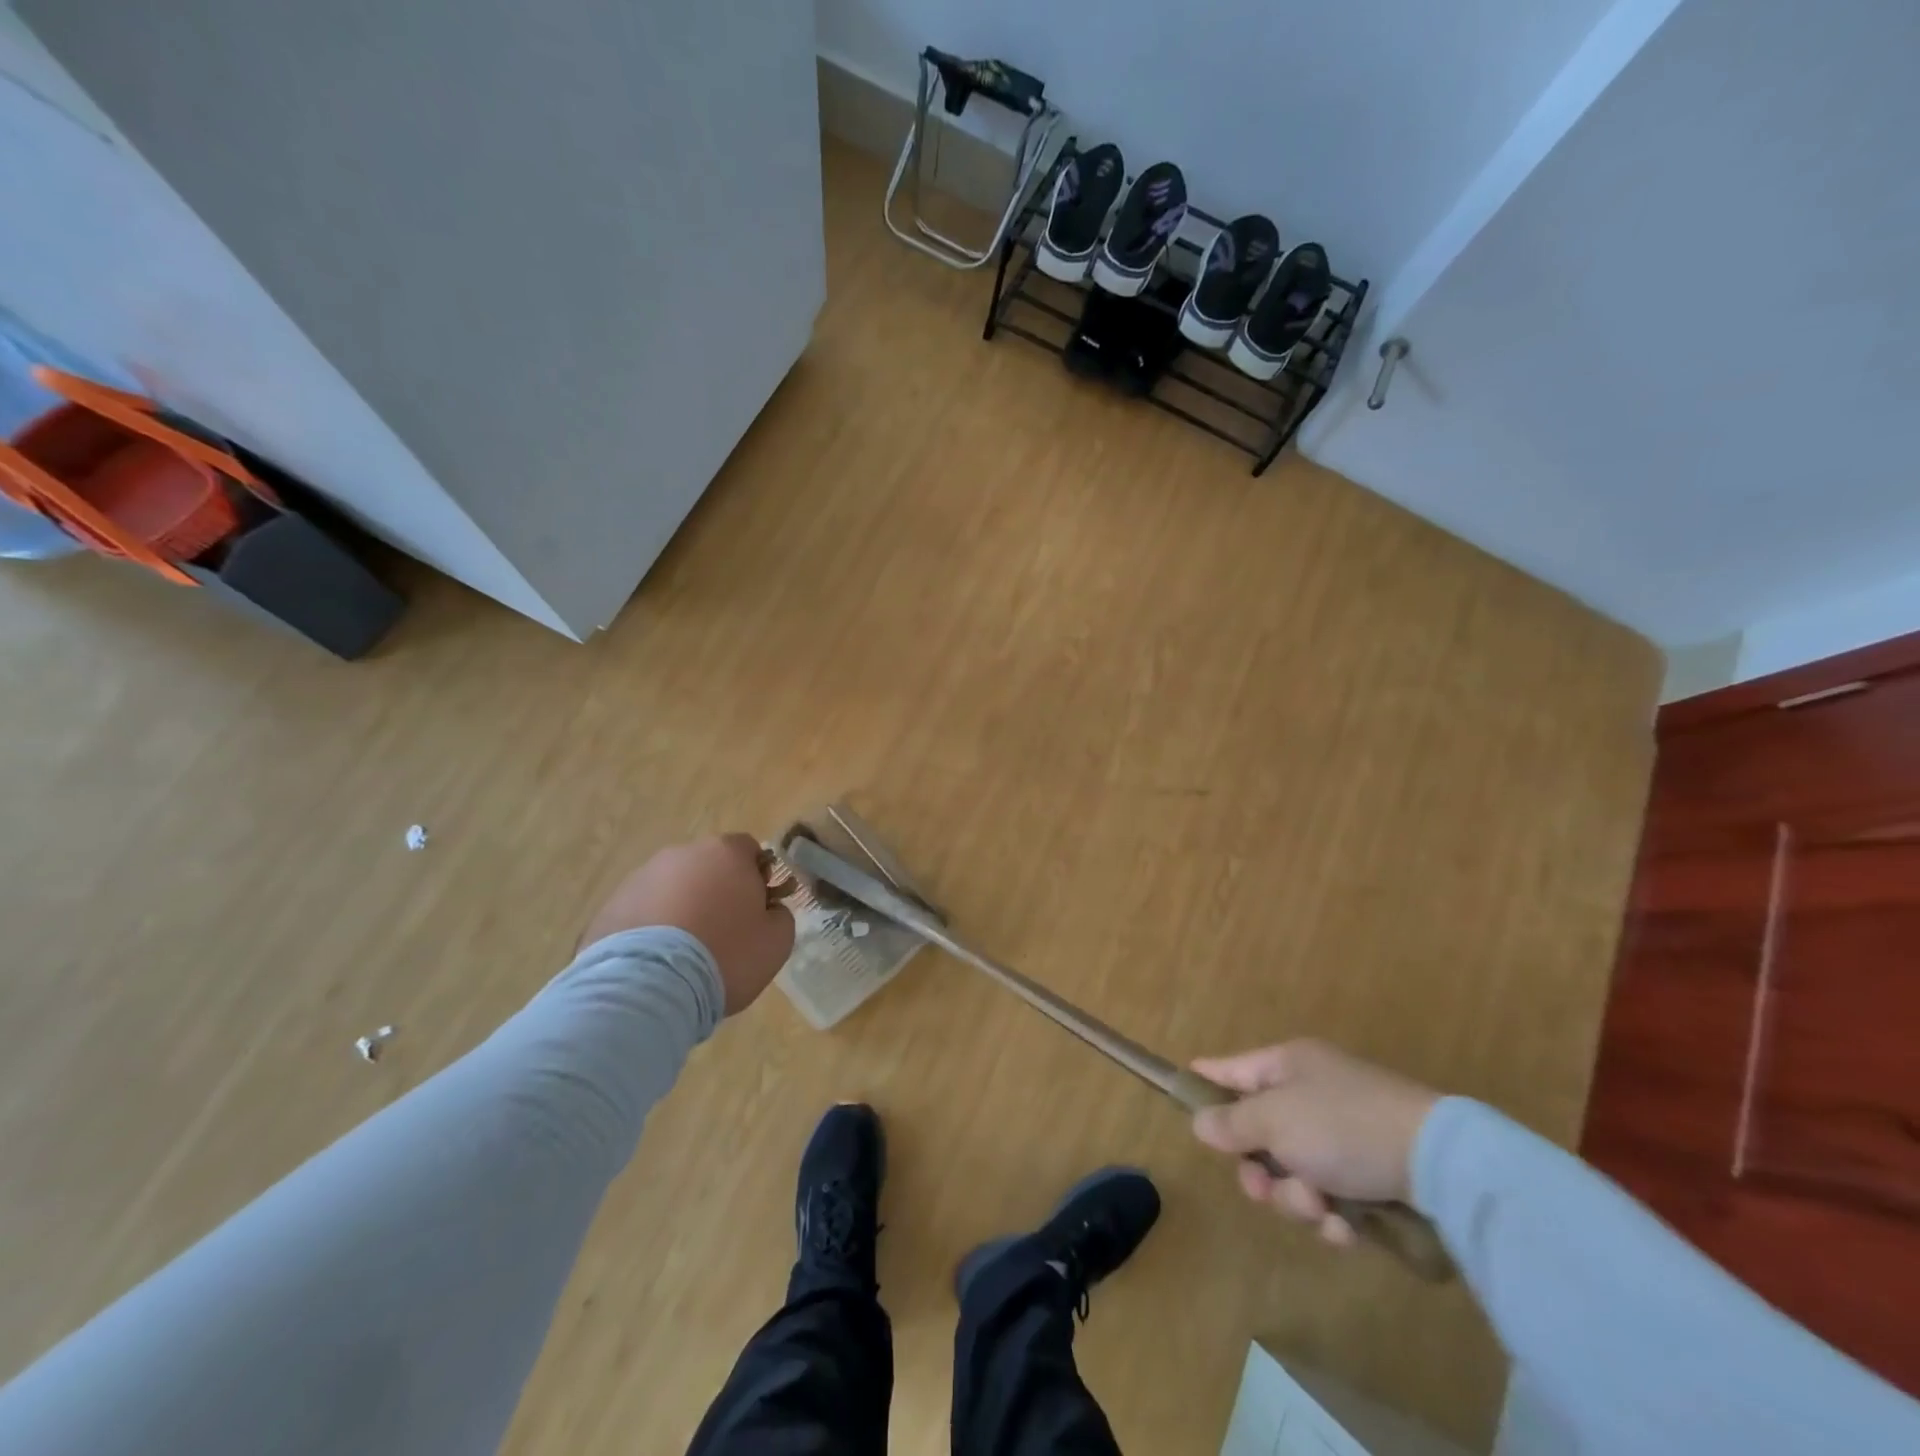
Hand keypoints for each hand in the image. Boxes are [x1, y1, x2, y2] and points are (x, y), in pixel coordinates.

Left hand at [578, 834, 793, 1014]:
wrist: (649, 987)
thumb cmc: (726, 955)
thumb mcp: (777, 941)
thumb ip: (780, 915)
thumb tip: (768, 910)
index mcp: (725, 853)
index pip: (749, 850)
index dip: (758, 877)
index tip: (758, 909)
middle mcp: (681, 854)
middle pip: (708, 867)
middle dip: (717, 892)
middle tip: (724, 934)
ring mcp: (640, 878)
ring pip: (672, 888)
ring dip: (682, 910)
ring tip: (685, 955)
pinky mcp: (610, 907)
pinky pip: (643, 912)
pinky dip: (652, 929)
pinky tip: (657, 964)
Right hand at [1190, 1040, 1438, 1245]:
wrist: (1440, 1163)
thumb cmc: (1343, 1126)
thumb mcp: (1275, 1120)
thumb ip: (1232, 1122)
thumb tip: (1200, 1122)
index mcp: (1287, 1065)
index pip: (1231, 1068)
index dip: (1206, 1080)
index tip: (1181, 1088)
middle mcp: (1312, 1094)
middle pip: (1260, 1135)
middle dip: (1260, 1171)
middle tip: (1263, 1189)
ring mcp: (1343, 1135)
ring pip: (1293, 1174)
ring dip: (1298, 1200)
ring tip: (1322, 1209)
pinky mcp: (1372, 1174)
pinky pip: (1331, 1197)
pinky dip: (1333, 1216)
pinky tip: (1347, 1228)